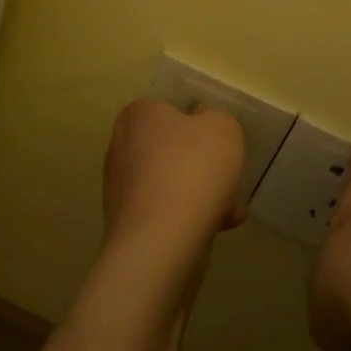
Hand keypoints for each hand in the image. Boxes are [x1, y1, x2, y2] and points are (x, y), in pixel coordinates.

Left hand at [102, 98, 246, 259]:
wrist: (162, 240)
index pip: (166, 110)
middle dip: (199, 166)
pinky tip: (219, 227)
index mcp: (137, 116)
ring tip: (230, 210)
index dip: (196, 125)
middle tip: (226, 177)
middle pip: (169, 150)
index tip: (217, 144)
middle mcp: (120, 148)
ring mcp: (120, 189)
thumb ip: (215, 117)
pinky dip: (189, 218)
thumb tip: (201, 120)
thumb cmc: (193, 170)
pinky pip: (165, 213)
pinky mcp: (126, 224)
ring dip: (198, 194)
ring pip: (169, 184)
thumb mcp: (222, 128)